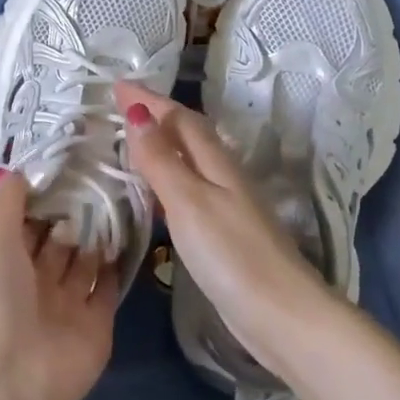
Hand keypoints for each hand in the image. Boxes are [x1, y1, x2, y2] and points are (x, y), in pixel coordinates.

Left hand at [0, 169, 119, 399]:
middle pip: (60, 243)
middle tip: (105, 178)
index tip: (72, 166)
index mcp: (6, 264)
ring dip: (99, 237)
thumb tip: (14, 171)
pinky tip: (132, 235)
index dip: (46, 199)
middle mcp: (37, 284)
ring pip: (86, 264)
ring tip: (122, 199)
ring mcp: (68, 306)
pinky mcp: (96, 326)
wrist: (9, 379)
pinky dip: (118, 267)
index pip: (28, 225)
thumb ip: (7, 206)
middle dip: (77, 215)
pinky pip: (109, 290)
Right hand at [116, 81, 329, 375]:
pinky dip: (167, 180)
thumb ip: (162, 160)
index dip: (149, 100)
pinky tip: (155, 197)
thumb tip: (137, 114)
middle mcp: (223, 176)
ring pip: (189, 161)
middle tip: (121, 108)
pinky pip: (190, 190)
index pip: (179, 118)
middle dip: (156, 116)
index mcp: (216, 162)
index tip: (117, 85)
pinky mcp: (225, 233)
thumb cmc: (232, 255)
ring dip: (162, 147)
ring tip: (131, 145)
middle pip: (188, 134)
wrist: (282, 315)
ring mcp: (227, 205)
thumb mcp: (189, 202)